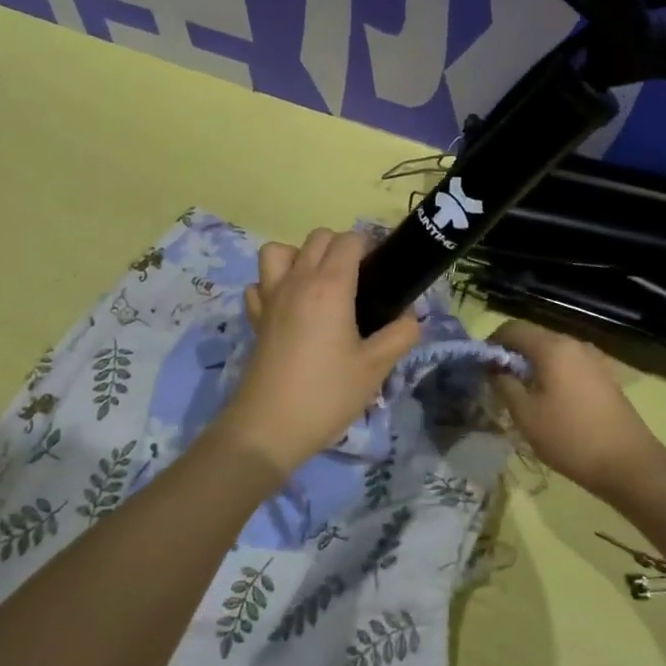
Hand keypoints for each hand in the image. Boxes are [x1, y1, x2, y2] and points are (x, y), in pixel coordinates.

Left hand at [210, 228, 420, 475]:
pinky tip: (289, 307)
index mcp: (331, 286)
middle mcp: (298, 281)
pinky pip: (259, 284)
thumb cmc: (328, 394)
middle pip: (318, 237)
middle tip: (360, 280)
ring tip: (319, 284)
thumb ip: (401, 334)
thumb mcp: (377, 367)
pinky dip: (272, 285)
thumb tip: (410, 316)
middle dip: (341, 247)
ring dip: (300, 256)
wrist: (269, 428)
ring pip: (279, 251)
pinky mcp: (255, 318)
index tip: (384, 270)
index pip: (350, 240)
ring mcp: (270, 297)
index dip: (370, 246)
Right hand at [489, 319, 665, 500]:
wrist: (628, 463)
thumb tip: (495, 368)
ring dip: (534, 367)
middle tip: (499, 385)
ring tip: (524, 397)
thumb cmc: (570, 437)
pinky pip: (570, 366)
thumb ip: (504, 384)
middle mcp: (574, 344)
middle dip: (513, 356)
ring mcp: (594, 359)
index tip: (482, 368)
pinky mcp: (605, 376)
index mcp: (552, 347)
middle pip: (534, 338)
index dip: (492, 343)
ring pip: (553, 353)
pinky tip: (552, 404)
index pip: (512, 328)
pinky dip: (554, 375)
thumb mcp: (525, 414)